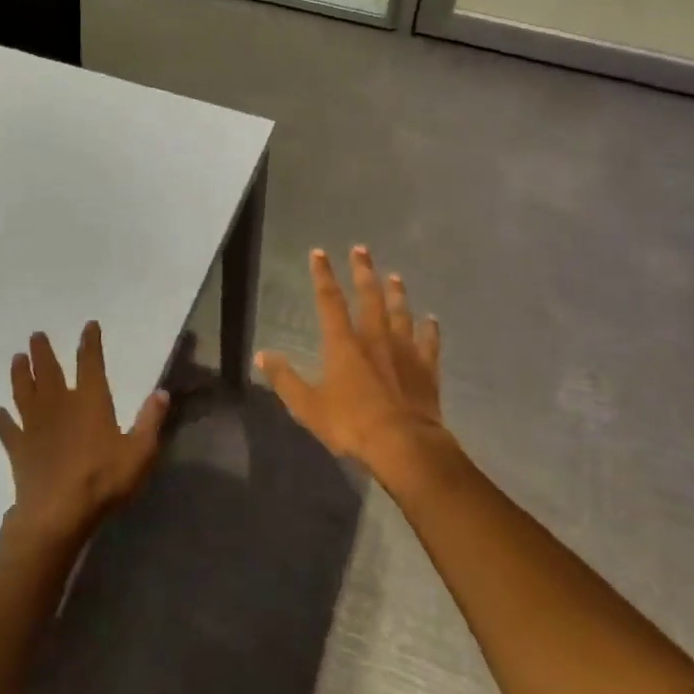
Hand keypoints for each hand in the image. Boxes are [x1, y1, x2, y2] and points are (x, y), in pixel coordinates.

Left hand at [0, 322, 169, 546]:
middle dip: (43, 351)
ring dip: (20, 374)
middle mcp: (59, 404)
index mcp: (90, 401)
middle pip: (48, 371)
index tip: (88, 325)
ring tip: (16, 358)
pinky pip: (8, 429)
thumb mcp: (140, 452)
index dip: (90, 343)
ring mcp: (34, 426)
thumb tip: (162, 392)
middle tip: (36, 334)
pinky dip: (2, 420)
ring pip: (24, 392)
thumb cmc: (102, 480)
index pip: (90, 363)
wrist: (57, 514)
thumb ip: (150, 420)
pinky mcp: (19, 449)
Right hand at [257, 246, 443, 476]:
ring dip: (397, 293)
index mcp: (344, 343)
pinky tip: (432, 320)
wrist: (404, 444)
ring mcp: (404, 350)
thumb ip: (285, 379)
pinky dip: (430, 330)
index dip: (323, 275)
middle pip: (369, 296)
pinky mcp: (426, 368)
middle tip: (362, 249)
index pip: (329, 301)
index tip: (319, 253)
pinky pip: (429, 342)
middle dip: (363, 271)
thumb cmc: (352, 424)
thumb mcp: (308, 406)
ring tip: (396, 277)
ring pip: (400, 313)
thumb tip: (262, 355)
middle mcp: (375, 338)